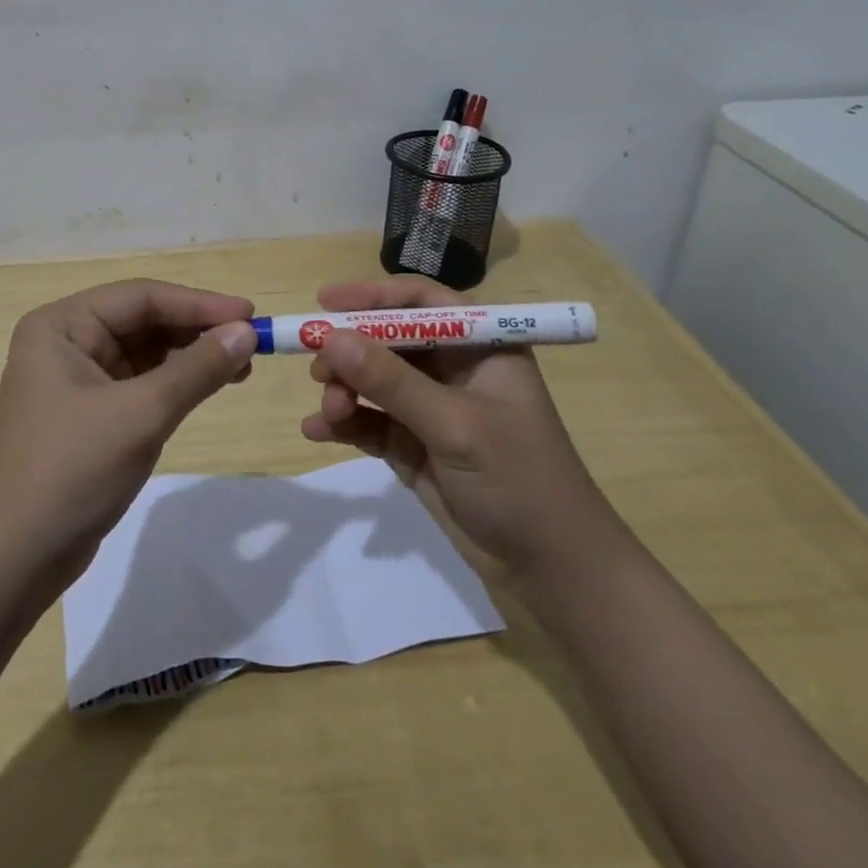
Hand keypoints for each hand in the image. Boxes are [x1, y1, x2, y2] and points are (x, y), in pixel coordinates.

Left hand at [0, 278, 257, 589]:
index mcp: (62, 325)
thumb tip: (246, 333)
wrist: (10, 562)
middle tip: (250, 343)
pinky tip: (208, 387)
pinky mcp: (88, 415)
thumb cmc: (70, 472)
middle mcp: (66, 342)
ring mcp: (76, 380)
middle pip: (143, 321)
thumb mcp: (140, 415)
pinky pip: (140, 384)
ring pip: (145, 353)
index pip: (141, 298)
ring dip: (190, 357)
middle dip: (196, 330)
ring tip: (240, 366)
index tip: (250, 315)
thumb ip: (197, 369)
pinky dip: (175, 384)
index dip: (199, 303)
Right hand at [300, 276, 616, 571]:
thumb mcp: (454, 424)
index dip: (372, 296)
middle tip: (317, 368)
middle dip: (350, 352)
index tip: (324, 301)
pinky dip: (345, 423)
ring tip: (329, 412)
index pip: (421, 302)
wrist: (550, 571)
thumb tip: (330, 338)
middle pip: (389, 341)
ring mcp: (431, 408)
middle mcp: (453, 368)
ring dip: (344, 390)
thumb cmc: (519, 479)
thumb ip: (391, 381)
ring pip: (373, 382)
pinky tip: (317, 431)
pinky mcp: (414, 445)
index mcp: (480, 345)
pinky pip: (370, 421)